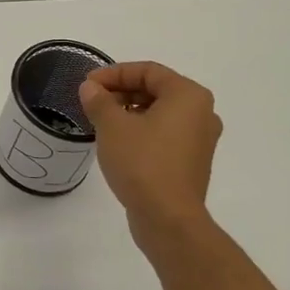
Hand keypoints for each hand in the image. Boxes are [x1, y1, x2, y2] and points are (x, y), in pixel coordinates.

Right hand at [78, 61, 222, 257]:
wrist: (168, 218)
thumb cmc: (142, 163)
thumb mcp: (112, 126)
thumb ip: (99, 101)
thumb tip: (90, 88)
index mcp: (188, 96)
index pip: (147, 71)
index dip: (113, 73)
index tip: (87, 85)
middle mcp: (201, 112)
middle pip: (156, 89)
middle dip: (121, 92)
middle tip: (92, 102)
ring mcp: (200, 138)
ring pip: (160, 112)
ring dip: (129, 111)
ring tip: (101, 121)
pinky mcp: (192, 160)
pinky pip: (165, 133)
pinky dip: (142, 129)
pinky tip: (118, 142)